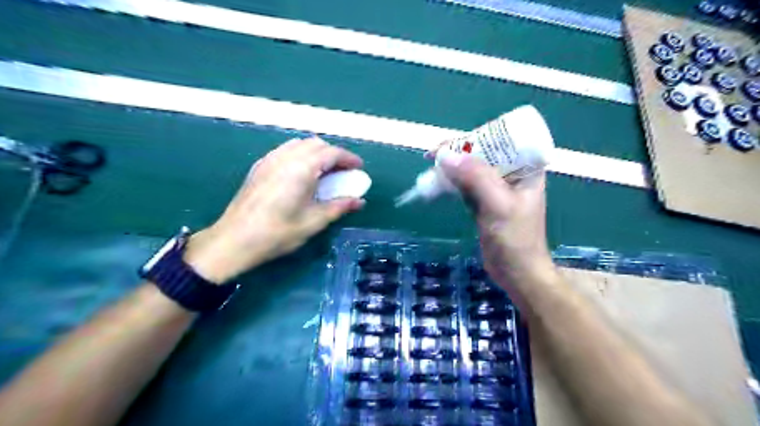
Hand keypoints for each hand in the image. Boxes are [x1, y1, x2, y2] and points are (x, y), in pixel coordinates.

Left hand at [182, 136, 363, 282]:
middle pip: (316, 144)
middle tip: (343, 172)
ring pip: (299, 145)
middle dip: (333, 154)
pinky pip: (285, 151)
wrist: (234, 240)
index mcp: (302, 167)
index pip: (332, 153)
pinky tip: (301, 174)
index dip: (349, 158)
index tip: (359, 168)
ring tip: (324, 172)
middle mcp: (286, 157)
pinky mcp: (259, 167)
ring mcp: (270, 159)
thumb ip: (339, 206)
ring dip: (316, 153)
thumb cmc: (278, 233)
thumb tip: (359, 201)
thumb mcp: (314, 221)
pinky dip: (300, 155)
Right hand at [436, 153, 555, 302]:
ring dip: (452, 167)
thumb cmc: (515, 239)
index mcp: (526, 168)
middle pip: (483, 153)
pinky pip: (467, 186)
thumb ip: (476, 178)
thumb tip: (445, 155)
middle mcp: (513, 174)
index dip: (474, 137)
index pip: (500, 141)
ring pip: (472, 170)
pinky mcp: (486, 203)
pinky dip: (452, 183)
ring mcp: (498, 189)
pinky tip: (438, 182)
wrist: (517, 273)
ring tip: (430, 166)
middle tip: (433, 155)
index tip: (449, 144)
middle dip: (458, 152)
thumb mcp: (498, 205)